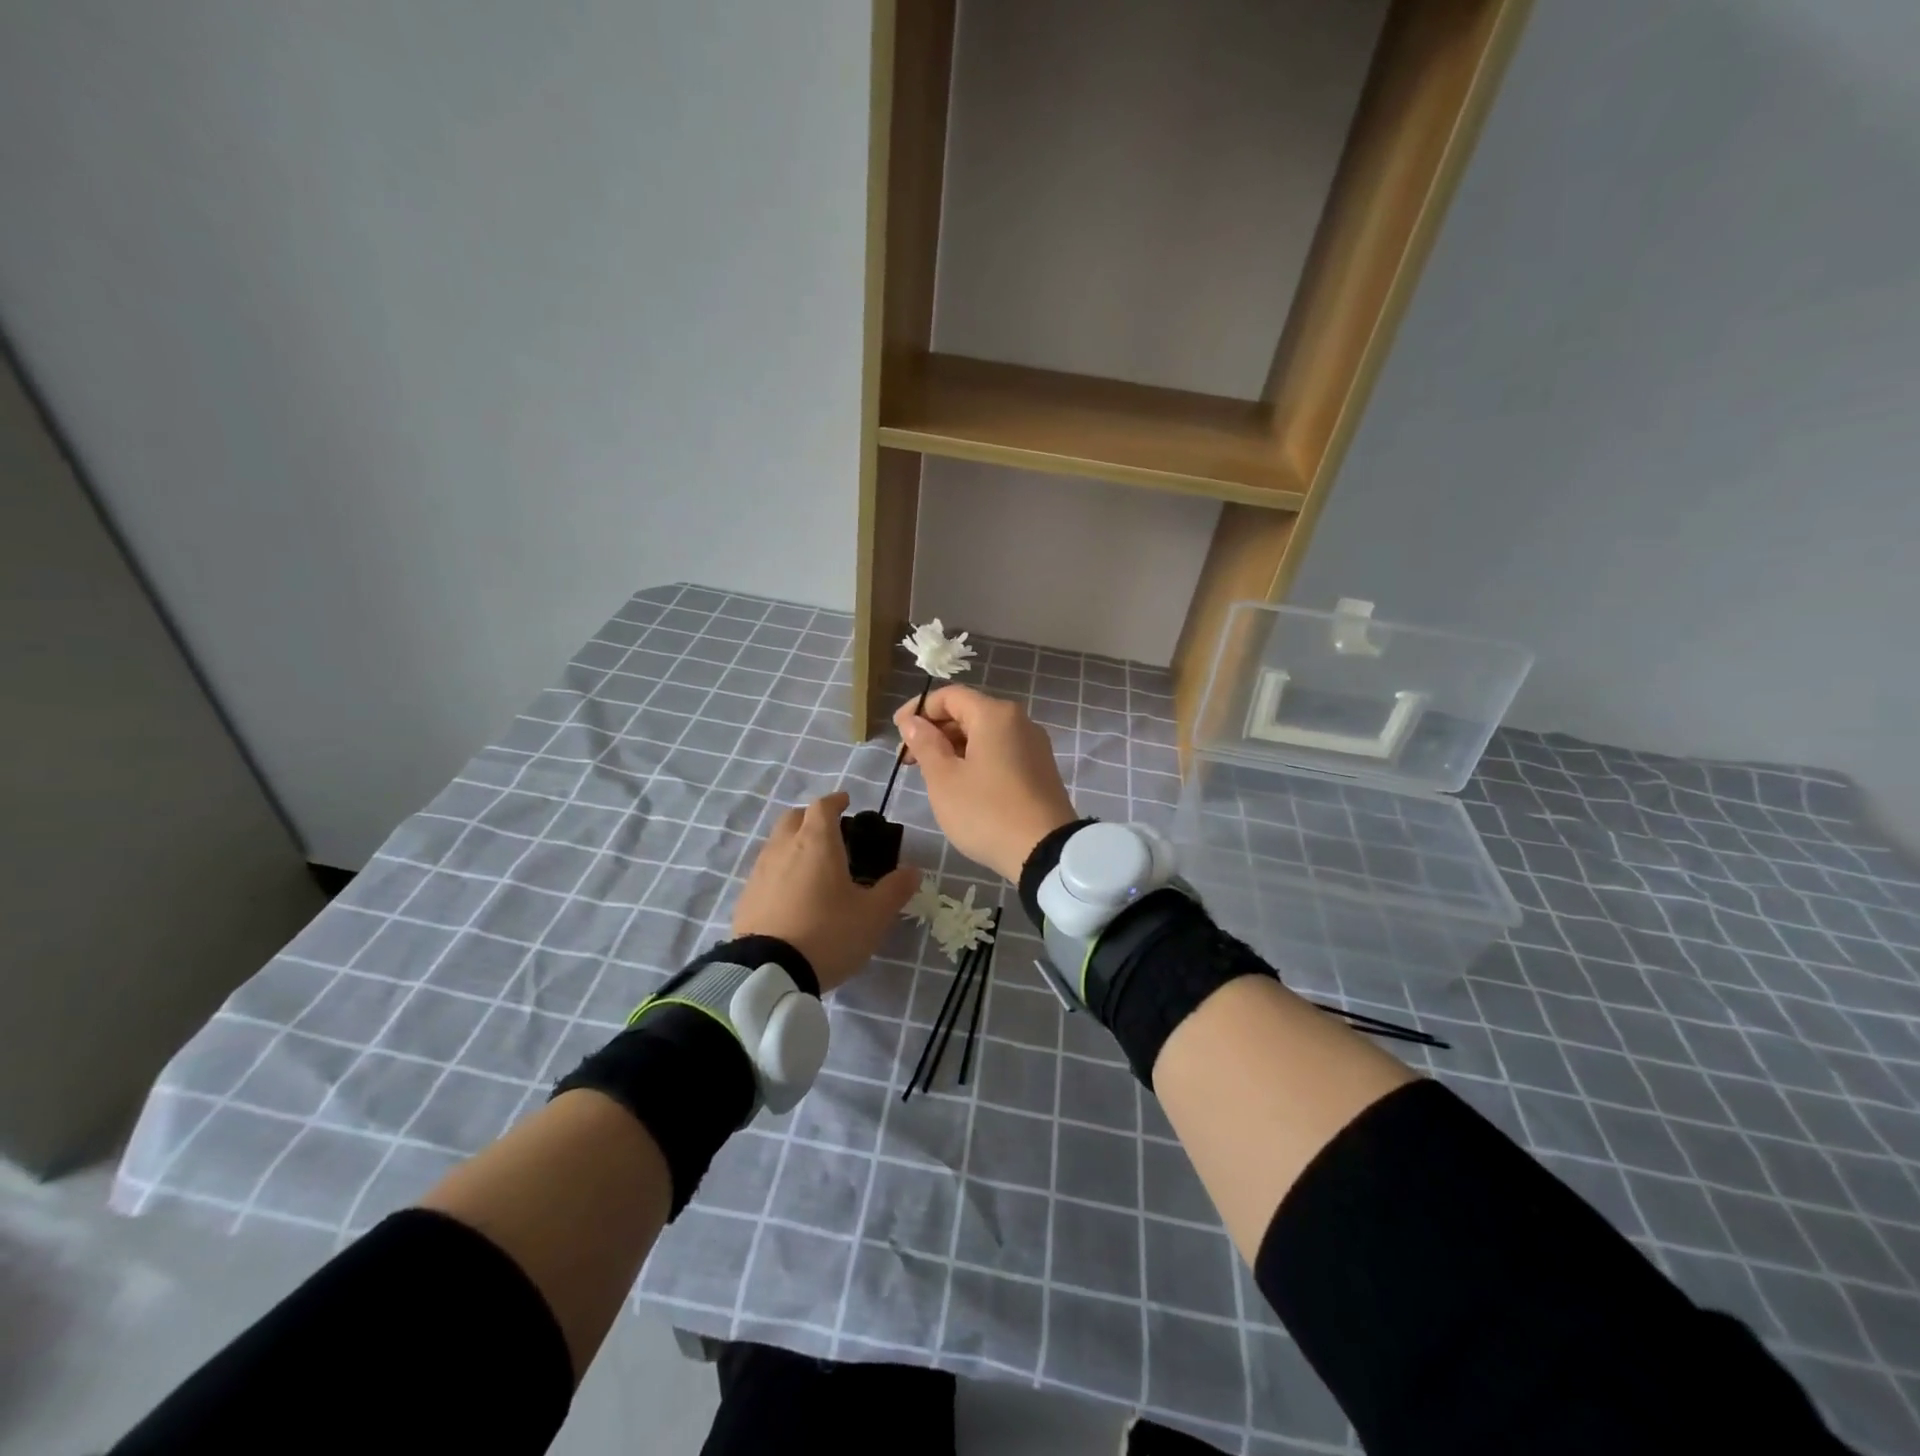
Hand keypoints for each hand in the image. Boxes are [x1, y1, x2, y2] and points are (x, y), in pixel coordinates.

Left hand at [731, 792, 918, 992]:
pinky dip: (780, 871)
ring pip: (776, 843)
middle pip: (794, 817)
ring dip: (793, 844)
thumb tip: (912, 871)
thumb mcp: (873, 915)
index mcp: (817, 842)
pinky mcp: (746, 897)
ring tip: (812, 866)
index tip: (847, 802)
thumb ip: (895, 890)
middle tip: (830, 833)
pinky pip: (765, 871)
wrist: (769, 973)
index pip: (823, 806)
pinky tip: (791, 894)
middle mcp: (784, 847)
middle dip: (811, 818)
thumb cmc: (828, 933)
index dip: (836, 801)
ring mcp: (760, 871)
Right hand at [894, 686, 1077, 881]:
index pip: (950, 696)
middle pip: (969, 713)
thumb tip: (913, 721)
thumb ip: (925, 744)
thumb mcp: (944, 779)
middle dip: (935, 731)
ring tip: (932, 774)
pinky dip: (976, 759)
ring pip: (985, 734)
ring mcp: (1034, 745)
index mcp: (995, 715)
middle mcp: (1019, 721)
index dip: (919, 709)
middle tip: (909, 760)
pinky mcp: (1040, 769)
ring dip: (954, 747)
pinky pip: (1001, 752)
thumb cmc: (986, 812)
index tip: (898, 733)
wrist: (1045, 852)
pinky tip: (962, 784)